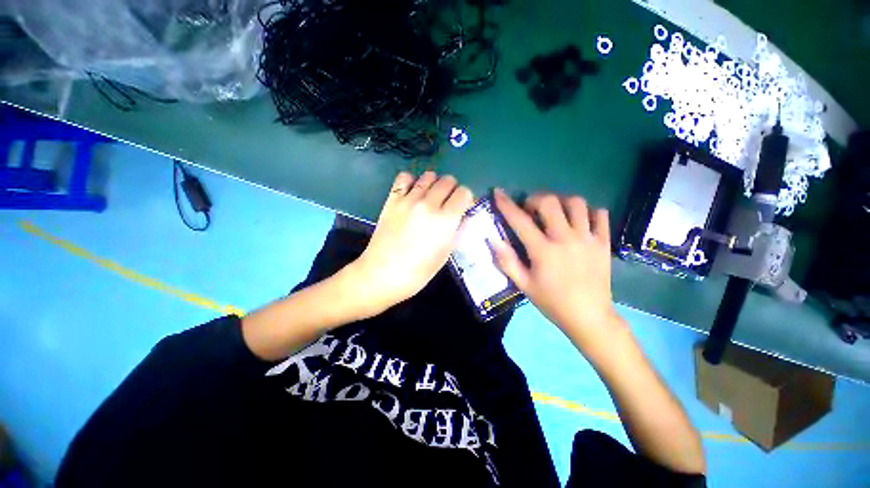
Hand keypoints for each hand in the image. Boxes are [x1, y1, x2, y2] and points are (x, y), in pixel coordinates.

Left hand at [350, 172, 473, 314]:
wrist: (382, 274)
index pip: (464, 192)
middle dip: (452, 190)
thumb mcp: (444, 255)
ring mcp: (408, 200)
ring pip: (429, 176)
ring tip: (430, 198)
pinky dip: (412, 181)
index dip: (466, 200)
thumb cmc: (417, 272)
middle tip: (447, 204)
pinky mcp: (392, 200)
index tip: (462, 208)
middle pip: (448, 181)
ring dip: (434, 184)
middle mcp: (429, 204)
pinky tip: (412, 193)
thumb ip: (457, 232)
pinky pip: (404, 177)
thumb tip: (463, 217)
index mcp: (445, 220)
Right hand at [491, 189, 622, 347]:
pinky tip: (578, 221)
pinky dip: (587, 211)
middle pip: (550, 202)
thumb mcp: (523, 285)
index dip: (506, 204)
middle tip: (530, 210)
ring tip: (554, 213)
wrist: (590, 317)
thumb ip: (506, 261)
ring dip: (560, 202)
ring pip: (576, 203)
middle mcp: (566, 238)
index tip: (498, 192)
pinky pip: (600, 214)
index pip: (520, 220)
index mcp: (543, 250)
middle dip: (535, 199)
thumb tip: (493, 239)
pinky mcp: (604, 242)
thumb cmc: (552, 301)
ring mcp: (588, 238)